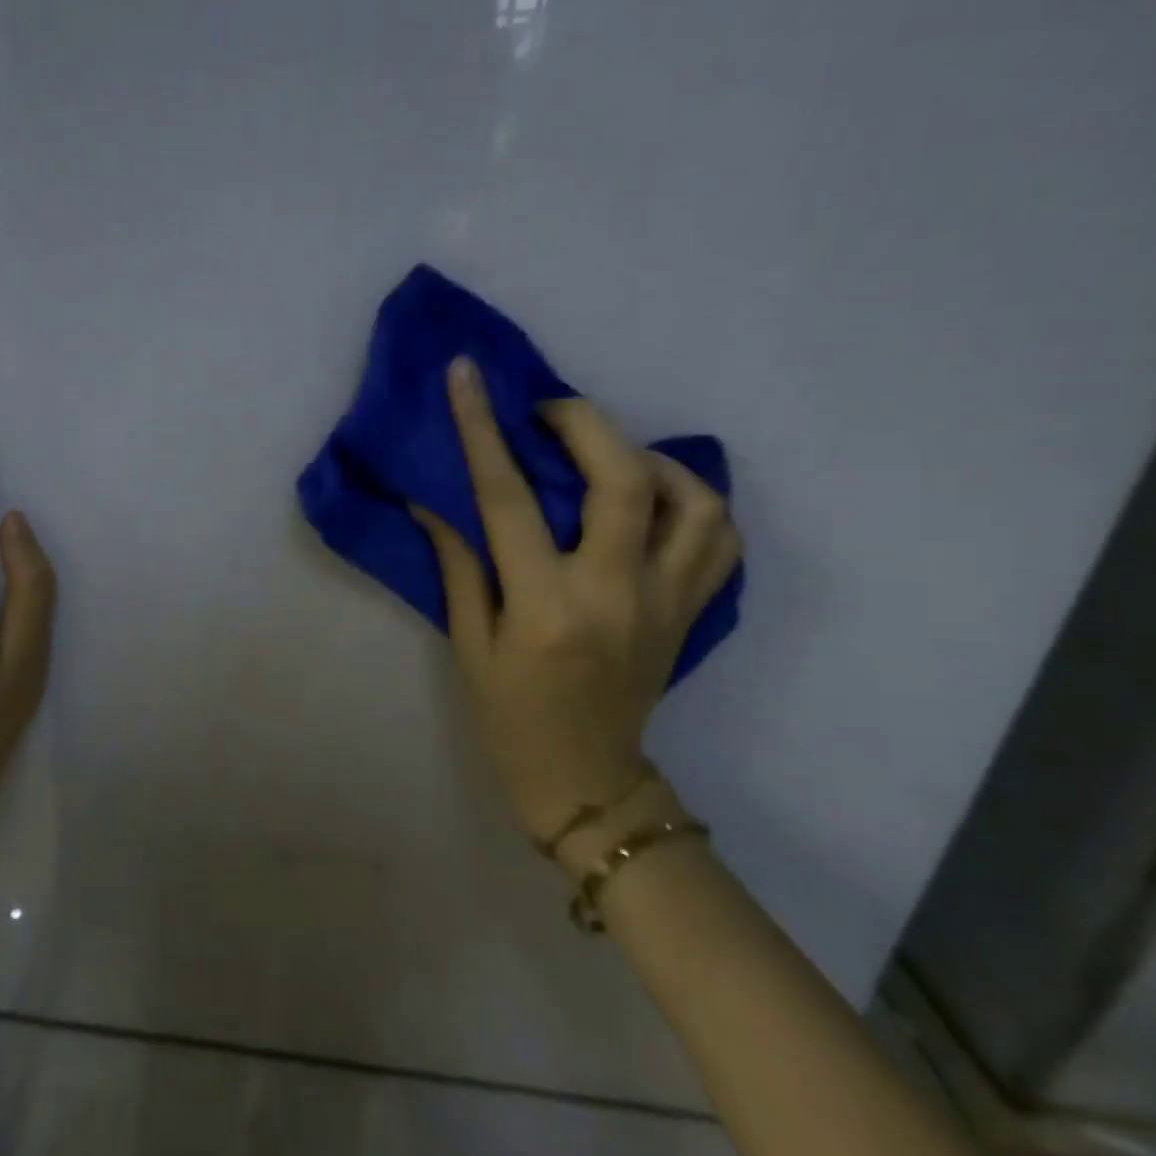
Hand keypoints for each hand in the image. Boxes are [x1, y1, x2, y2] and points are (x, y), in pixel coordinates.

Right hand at [414, 357, 740, 845]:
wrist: (587, 780)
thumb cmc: (511, 716)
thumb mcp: (468, 643)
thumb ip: (459, 564)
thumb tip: (435, 500)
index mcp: (547, 606)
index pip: (509, 498)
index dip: (482, 429)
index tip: (467, 375)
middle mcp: (617, 594)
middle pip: (622, 479)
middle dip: (583, 423)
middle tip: (546, 411)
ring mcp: (669, 602)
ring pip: (695, 499)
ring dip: (648, 456)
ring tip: (606, 453)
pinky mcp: (693, 611)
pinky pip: (720, 537)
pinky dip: (693, 499)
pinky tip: (653, 495)